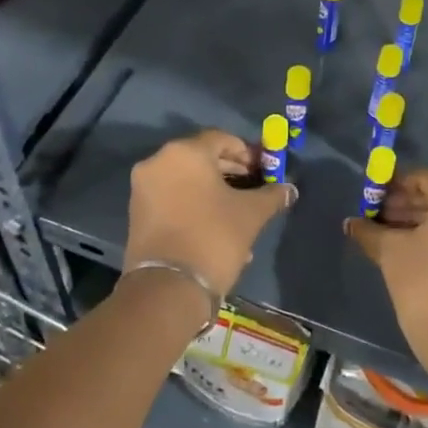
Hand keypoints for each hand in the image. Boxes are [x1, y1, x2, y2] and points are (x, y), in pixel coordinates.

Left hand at [125, 130, 294, 296]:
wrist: (168, 287)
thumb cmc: (214, 237)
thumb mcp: (251, 214)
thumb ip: (272, 195)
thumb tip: (290, 189)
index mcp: (185, 152)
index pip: (222, 139)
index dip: (247, 152)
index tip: (264, 170)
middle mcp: (158, 162)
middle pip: (202, 157)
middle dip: (231, 171)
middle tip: (254, 187)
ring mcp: (143, 188)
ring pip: (187, 180)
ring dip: (214, 190)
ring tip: (239, 212)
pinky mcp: (137, 212)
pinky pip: (173, 197)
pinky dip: (194, 204)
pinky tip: (217, 226)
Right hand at [345, 169, 427, 371]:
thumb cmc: (425, 285)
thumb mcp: (391, 253)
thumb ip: (370, 230)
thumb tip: (352, 223)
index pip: (423, 178)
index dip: (394, 186)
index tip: (371, 200)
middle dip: (406, 204)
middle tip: (376, 219)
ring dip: (420, 222)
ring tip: (388, 237)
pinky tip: (411, 252)